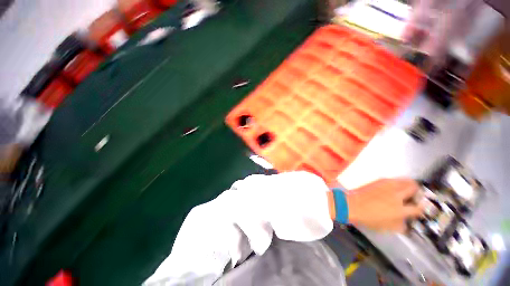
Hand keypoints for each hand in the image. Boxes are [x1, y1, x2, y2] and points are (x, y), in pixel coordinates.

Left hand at [345, 178, 423, 231]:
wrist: (353, 205)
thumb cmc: (369, 218)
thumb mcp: (388, 227)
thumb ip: (401, 225)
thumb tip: (407, 224)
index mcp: (400, 210)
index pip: (419, 208)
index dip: (422, 209)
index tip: (421, 209)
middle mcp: (397, 196)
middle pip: (415, 189)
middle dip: (419, 193)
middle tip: (417, 196)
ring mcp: (388, 186)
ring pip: (407, 181)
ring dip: (410, 185)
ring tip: (408, 190)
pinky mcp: (380, 181)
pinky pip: (395, 179)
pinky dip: (399, 182)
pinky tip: (395, 187)